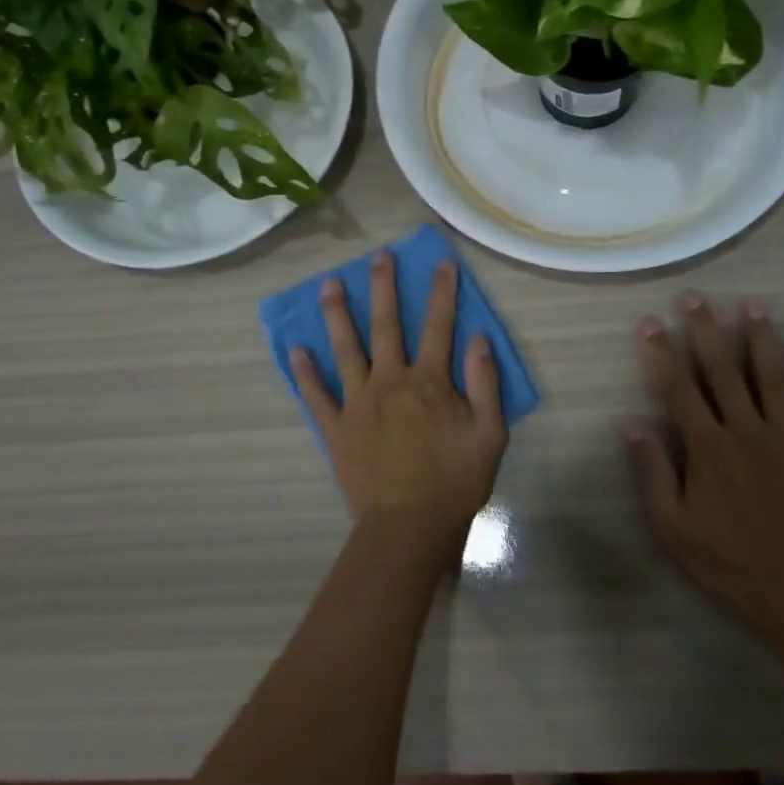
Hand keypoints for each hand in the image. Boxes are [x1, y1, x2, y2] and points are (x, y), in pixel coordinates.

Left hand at [292, 250, 507, 543]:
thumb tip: (478, 338)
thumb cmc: (454, 481)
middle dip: (382, 287)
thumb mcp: (489, 434)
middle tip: (378, 256)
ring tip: (327, 284)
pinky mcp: (335, 427)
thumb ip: (485, 384)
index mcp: (428, 382)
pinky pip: (316, 394)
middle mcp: (389, 381)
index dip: (441, 292)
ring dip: (336, 314)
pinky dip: (304, 371)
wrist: (409, 527)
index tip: (440, 262)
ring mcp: (357, 402)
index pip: (438, 326)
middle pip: (385, 325)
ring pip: (344, 349)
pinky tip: (294, 348)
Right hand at [627, 293, 783, 639]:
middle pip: (722, 371)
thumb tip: (631, 425)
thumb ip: (653, 472)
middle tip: (695, 297)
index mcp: (707, 447)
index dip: (662, 353)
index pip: (678, 389)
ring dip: (761, 339)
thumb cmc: (725, 558)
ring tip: (753, 306)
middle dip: (706, 330)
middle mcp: (746, 431)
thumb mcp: (672, 525)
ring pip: (773, 378)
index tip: (650, 322)